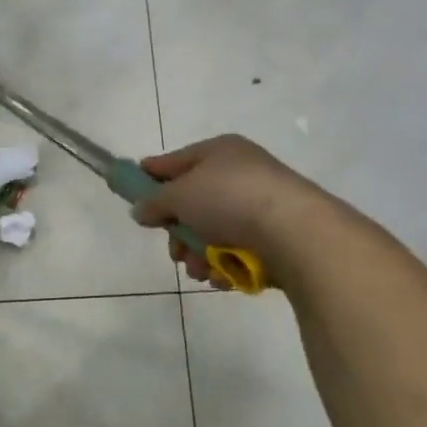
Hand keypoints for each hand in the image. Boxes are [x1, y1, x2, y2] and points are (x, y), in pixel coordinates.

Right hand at [133, 135, 327, 287]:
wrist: (294, 232)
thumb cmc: (229, 199)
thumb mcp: (179, 195)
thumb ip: (154, 201)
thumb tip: (141, 209)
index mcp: (219, 152)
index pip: (175, 161)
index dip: (152, 176)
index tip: (131, 193)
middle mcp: (240, 174)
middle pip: (193, 204)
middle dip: (179, 233)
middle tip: (175, 251)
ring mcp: (259, 207)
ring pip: (212, 233)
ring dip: (199, 255)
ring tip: (201, 269)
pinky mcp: (274, 238)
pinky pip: (236, 251)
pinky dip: (225, 265)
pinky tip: (222, 275)